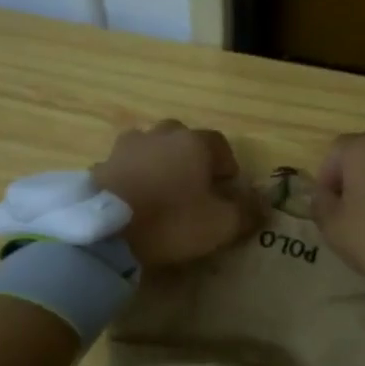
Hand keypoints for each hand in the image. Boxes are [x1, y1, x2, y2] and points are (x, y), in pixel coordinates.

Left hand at [94, 121, 260, 266]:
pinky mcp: (101, 164)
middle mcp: (160, 136)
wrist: (106, 230)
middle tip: (193, 185)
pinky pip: (124, 166)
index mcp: (193, 143)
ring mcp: (126, 147)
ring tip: (160, 190)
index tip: (227, 187)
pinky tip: (132, 199)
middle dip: (190, 157)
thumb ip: (245, 212)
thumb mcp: (220, 224)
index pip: (219, 144)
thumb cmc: (171, 220)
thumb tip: (263, 204)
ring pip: (149, 146)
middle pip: (182, 137)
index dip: (227, 164)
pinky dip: (132, 176)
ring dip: (158, 162)